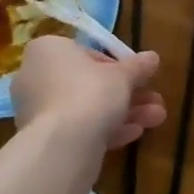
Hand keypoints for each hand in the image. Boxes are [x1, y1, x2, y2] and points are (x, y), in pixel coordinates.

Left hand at [12, 36, 165, 149]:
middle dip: (127, 94)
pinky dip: (106, 129)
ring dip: (124, 112)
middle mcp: (37, 76)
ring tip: (157, 119)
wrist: (63, 144)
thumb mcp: (123, 75)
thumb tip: (152, 57)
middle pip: (89, 83)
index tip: (139, 77)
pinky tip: (135, 134)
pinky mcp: (45, 138)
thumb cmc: (91, 92)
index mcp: (49, 50)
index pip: (88, 54)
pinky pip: (79, 128)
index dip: (118, 66)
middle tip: (155, 100)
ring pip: (87, 108)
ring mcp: (38, 110)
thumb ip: (138, 66)